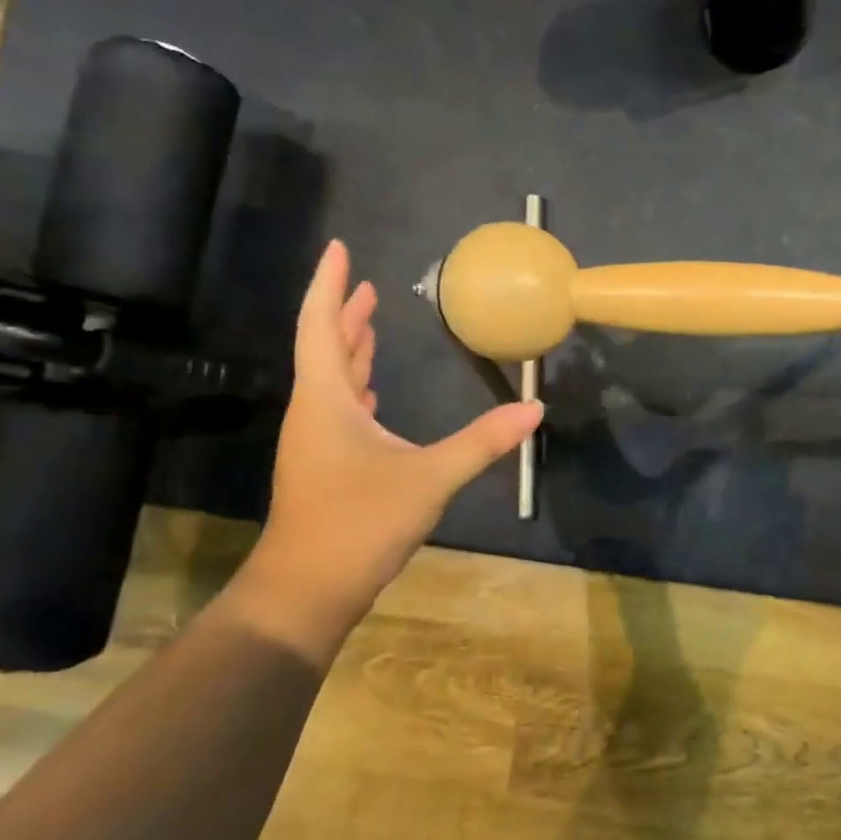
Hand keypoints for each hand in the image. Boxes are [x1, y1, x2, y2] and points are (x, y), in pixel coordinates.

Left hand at [227, 241, 541, 661]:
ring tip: (369, 325)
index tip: (338, 249)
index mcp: (327, 402)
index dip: (329, 286)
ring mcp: (317, 443)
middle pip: (325, 349)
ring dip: (350, 351)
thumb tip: (533, 408)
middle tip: (364, 285)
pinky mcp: (326, 468)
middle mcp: (315, 414)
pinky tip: (374, 396)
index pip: (322, 326)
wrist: (307, 590)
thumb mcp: (429, 478)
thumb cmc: (359, 523)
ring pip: (332, 383)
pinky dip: (357, 391)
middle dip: (345, 314)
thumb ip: (482, 441)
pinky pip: (340, 412)